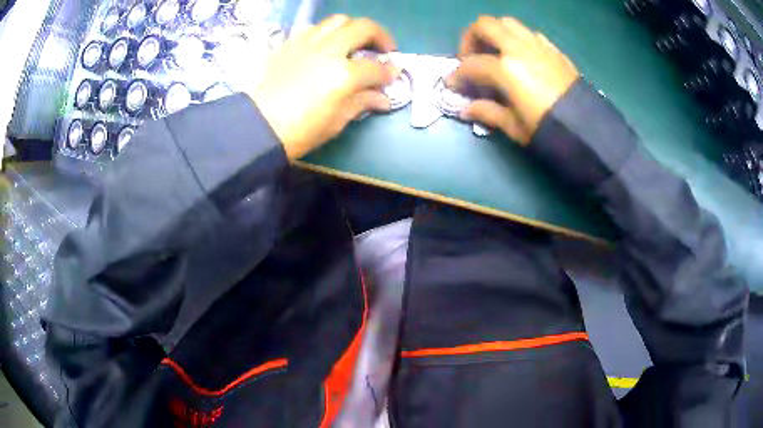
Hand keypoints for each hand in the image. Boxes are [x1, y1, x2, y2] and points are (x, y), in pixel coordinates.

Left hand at [248, 15, 396, 159]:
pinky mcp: (289, 45)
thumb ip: (362, 102)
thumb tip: (383, 98)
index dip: (389, 72)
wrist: (257, 128)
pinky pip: (312, 28)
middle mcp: (328, 51)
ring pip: (337, 21)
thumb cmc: (300, 132)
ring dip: (353, 28)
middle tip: (384, 49)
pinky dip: (326, 32)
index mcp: (343, 75)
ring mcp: (306, 44)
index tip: (393, 75)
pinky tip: (326, 45)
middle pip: (363, 28)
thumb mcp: (336, 122)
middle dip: (381, 36)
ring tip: (355, 42)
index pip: (376, 68)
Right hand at [448, 16, 579, 144]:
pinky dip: (517, 39)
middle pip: (485, 25)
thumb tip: (465, 109)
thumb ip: (487, 112)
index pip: (471, 64)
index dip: (457, 75)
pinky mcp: (553, 50)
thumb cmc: (549, 131)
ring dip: (494, 33)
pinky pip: (529, 33)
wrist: (588, 130)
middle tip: (470, 57)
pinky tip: (520, 57)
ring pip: (507, 23)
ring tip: (494, 53)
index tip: (452, 84)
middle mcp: (519, 49)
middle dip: (470, 38)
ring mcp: (538, 46)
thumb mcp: (515, 127)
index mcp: (506, 69)